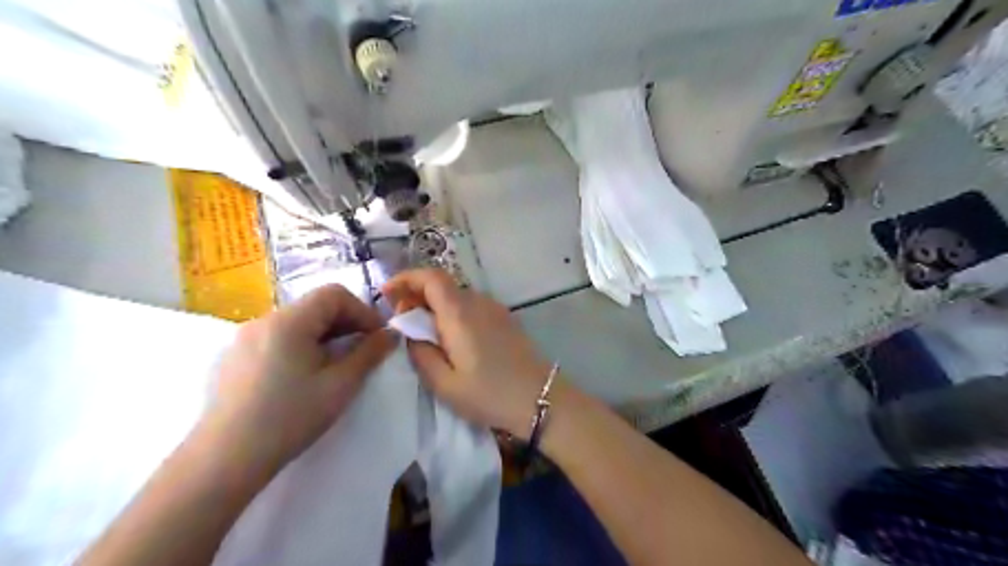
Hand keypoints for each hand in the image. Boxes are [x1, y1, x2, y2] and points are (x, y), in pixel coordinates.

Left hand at [200, 288, 396, 477]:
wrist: (224, 461)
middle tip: (362, 352)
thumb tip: (392, 334)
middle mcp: (264, 320)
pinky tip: (303, 376)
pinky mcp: (234, 358)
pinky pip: (277, 338)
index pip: (334, 294)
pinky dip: (301, 345)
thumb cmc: (290, 418)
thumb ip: (370, 353)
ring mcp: (244, 338)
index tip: (377, 338)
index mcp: (289, 321)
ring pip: (297, 323)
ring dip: (324, 336)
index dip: (362, 311)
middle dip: (346, 323)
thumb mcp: (340, 385)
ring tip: (336, 365)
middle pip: (315, 306)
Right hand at [382, 268, 550, 437]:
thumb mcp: (444, 384)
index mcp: (460, 313)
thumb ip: (420, 354)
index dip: (405, 279)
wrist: (540, 399)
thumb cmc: (489, 394)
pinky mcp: (505, 319)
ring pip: (457, 296)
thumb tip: (410, 333)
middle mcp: (478, 302)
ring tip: (423, 332)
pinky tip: (451, 338)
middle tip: (401, 321)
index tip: (386, 294)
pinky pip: (472, 306)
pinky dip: (453, 313)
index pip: (430, 277)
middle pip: (442, 285)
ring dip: (435, 305)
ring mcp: (495, 309)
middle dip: (416, 295)